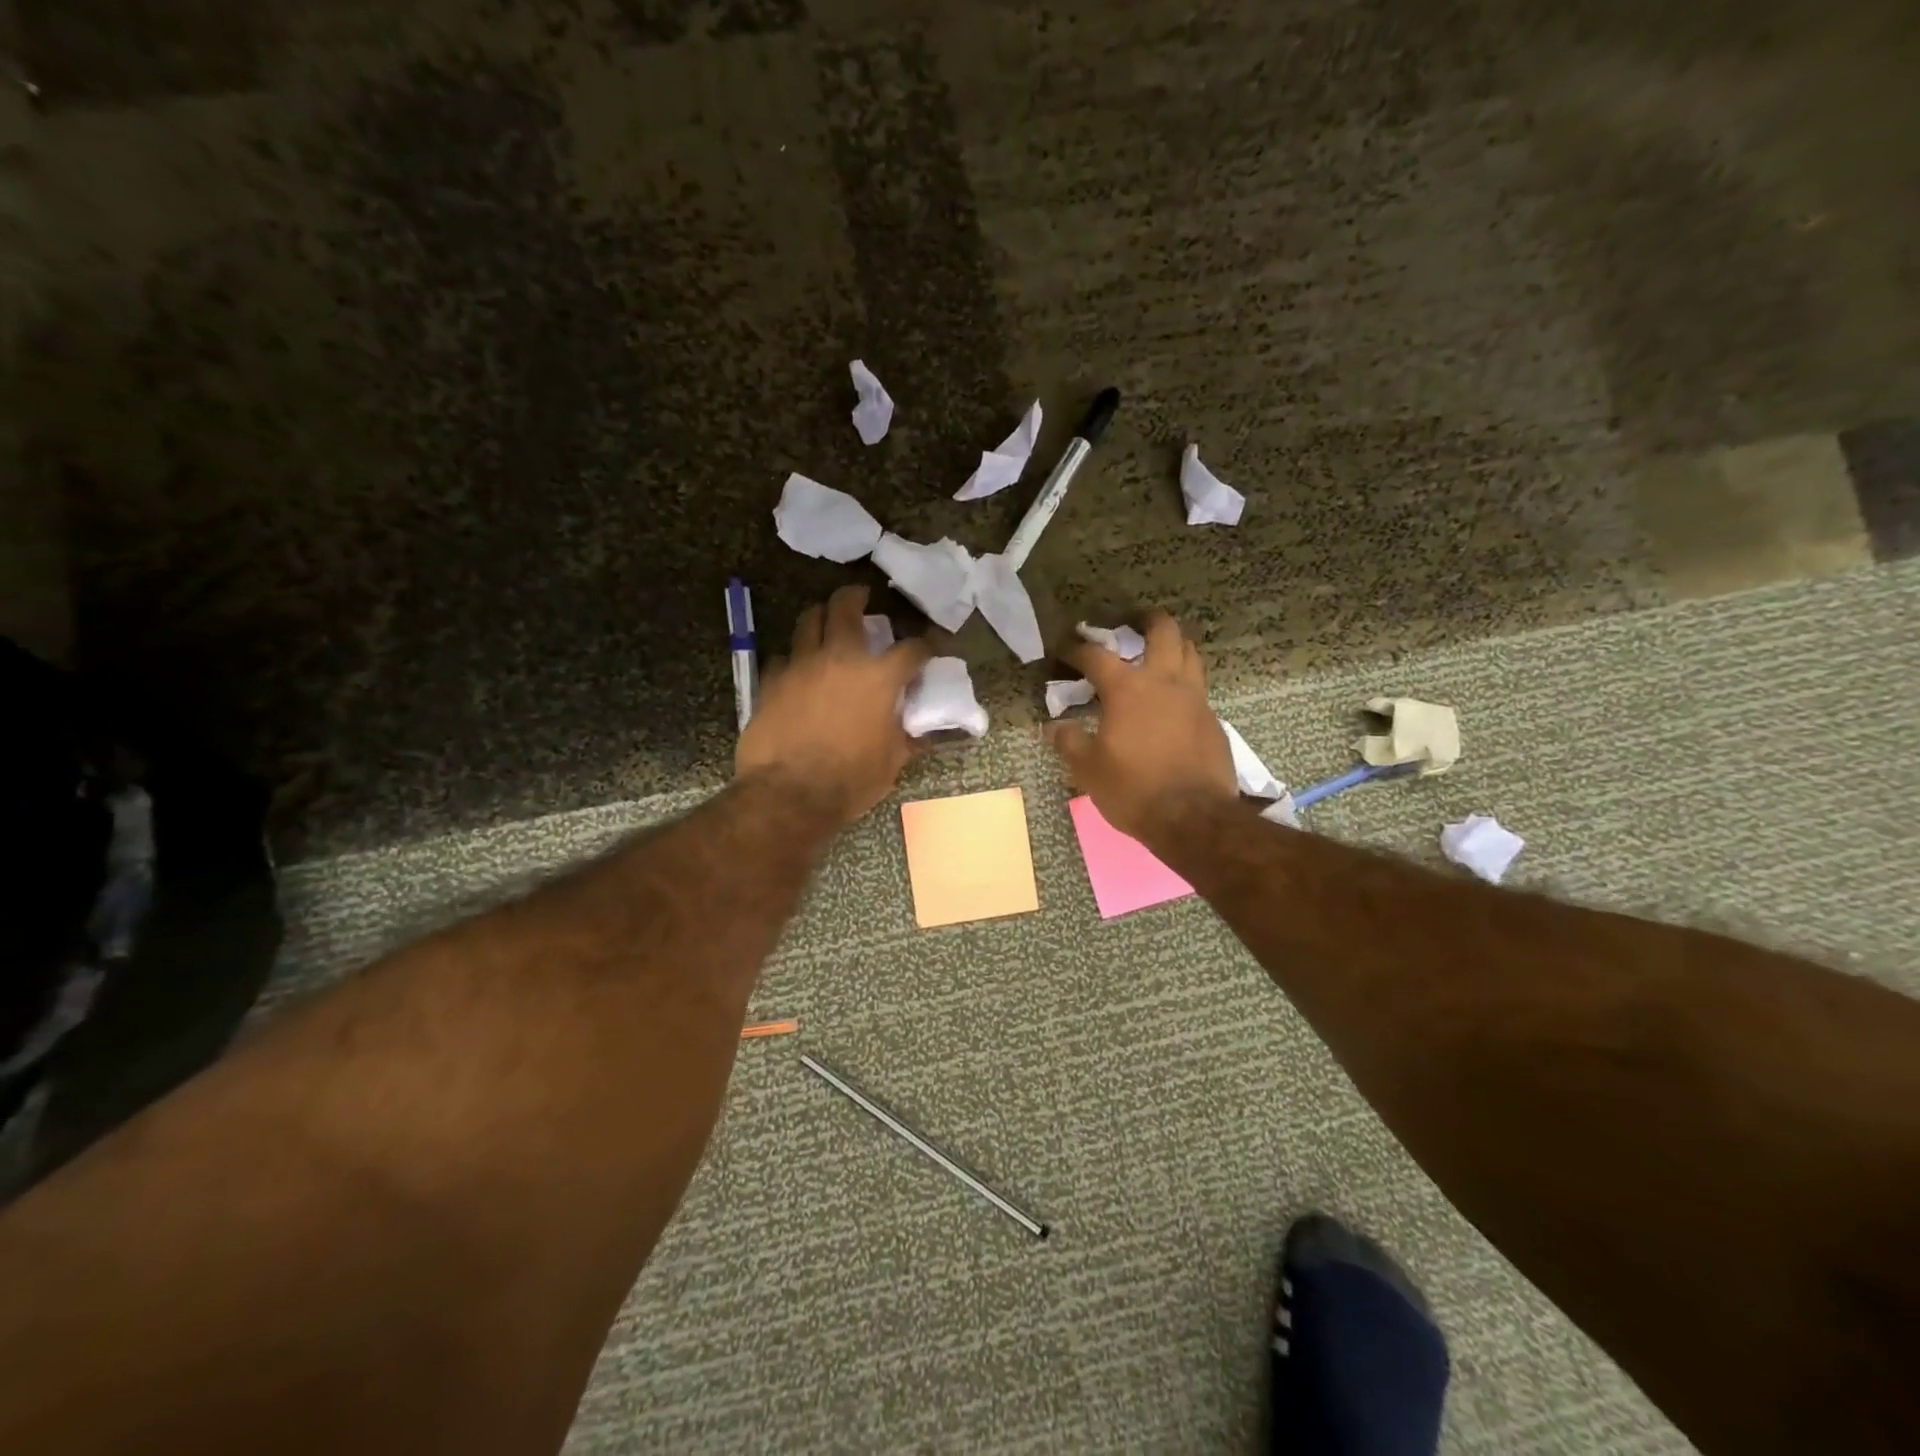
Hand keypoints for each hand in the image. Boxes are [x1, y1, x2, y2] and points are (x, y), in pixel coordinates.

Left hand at [736, 585, 932, 827]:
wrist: (789, 795)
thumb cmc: (850, 779)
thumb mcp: (892, 761)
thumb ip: (909, 736)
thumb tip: (924, 732)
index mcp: (879, 677)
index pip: (912, 649)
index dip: (927, 645)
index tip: (932, 646)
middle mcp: (840, 658)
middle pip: (846, 607)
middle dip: (857, 597)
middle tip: (862, 598)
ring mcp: (801, 665)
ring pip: (809, 621)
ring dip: (821, 617)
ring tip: (826, 622)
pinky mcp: (771, 681)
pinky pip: (783, 657)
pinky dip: (793, 659)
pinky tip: (797, 670)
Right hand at [1046, 611, 1237, 841]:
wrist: (1193, 819)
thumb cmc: (1133, 790)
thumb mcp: (1088, 770)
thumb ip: (1069, 742)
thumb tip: (1053, 727)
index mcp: (1128, 689)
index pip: (1096, 655)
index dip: (1076, 648)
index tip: (1064, 649)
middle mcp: (1164, 682)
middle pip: (1163, 631)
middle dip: (1146, 619)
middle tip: (1133, 622)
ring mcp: (1195, 699)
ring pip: (1190, 653)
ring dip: (1173, 644)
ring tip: (1159, 653)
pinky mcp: (1212, 720)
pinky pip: (1199, 687)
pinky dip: (1184, 682)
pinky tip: (1173, 702)